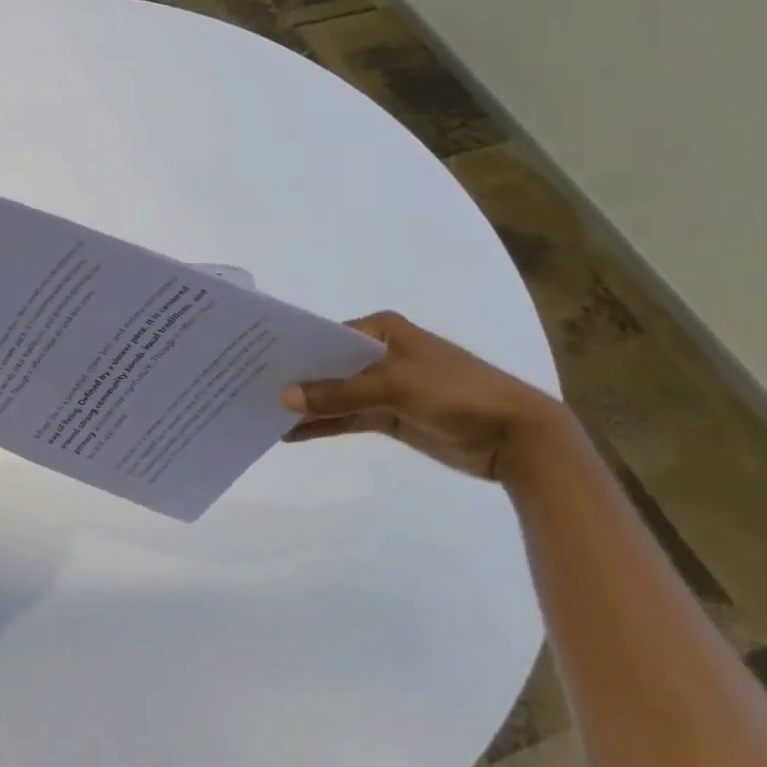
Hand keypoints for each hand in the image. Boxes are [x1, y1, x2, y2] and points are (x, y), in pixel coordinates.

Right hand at [281, 311, 576, 488]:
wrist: (516, 435)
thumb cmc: (457, 392)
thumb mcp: (395, 386)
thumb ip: (339, 392)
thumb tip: (283, 397)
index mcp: (382, 331)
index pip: (326, 335)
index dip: (294, 348)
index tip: (255, 360)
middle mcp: (379, 354)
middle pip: (327, 365)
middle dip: (295, 378)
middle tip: (250, 388)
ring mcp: (384, 386)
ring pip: (335, 394)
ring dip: (306, 405)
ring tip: (262, 415)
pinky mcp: (390, 416)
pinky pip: (347, 418)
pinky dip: (323, 425)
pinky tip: (291, 434)